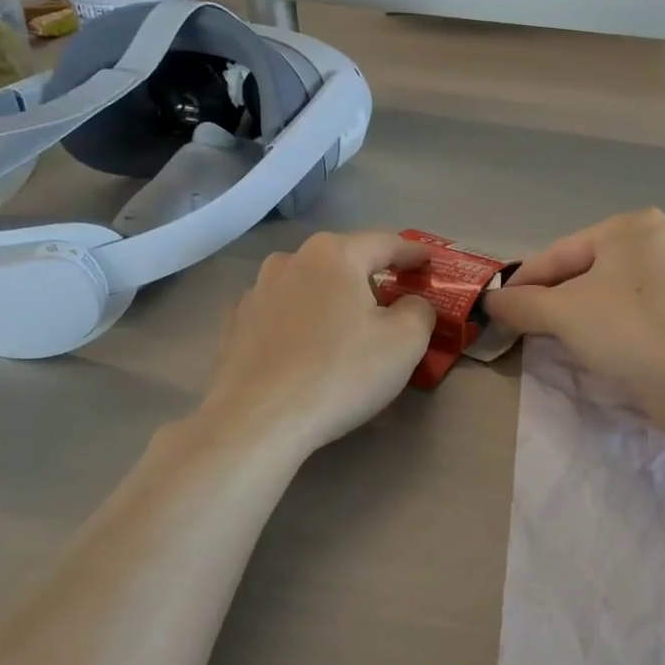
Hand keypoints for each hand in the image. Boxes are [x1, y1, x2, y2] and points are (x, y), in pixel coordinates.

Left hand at [201, 232, 437, 458]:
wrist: (257, 421)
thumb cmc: (340, 373)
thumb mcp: (405, 342)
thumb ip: (419, 310)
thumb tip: (410, 304)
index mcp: (334, 254)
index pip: (385, 242)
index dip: (412, 252)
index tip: (429, 261)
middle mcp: (290, 260)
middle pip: (343, 261)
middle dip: (369, 276)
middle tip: (391, 301)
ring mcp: (255, 291)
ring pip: (308, 285)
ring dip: (331, 298)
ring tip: (345, 327)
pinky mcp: (234, 325)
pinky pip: (280, 313)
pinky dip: (300, 321)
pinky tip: (305, 348)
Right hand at [484, 209, 664, 414]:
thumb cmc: (627, 331)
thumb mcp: (563, 314)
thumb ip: (521, 304)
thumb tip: (491, 302)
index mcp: (630, 226)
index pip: (559, 253)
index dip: (523, 282)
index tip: (497, 308)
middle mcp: (659, 240)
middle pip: (585, 271)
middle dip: (553, 300)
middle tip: (524, 327)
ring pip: (610, 293)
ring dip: (580, 315)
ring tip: (556, 340)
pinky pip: (635, 312)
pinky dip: (611, 326)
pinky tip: (599, 348)